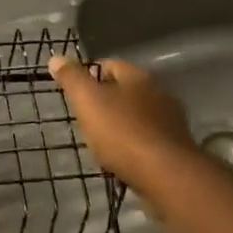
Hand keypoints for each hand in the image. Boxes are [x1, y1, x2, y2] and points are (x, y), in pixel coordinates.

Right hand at [47, 56, 197, 188]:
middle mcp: (159, 92)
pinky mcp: (176, 147)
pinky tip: (123, 157)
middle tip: (85, 117)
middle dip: (106, 101)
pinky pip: (148, 138)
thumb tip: (56, 58)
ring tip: (101, 140)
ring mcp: (171, 120)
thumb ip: (72, 79)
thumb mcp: (88, 101)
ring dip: (121, 123)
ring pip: (138, 115)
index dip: (89, 75)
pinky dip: (134, 143)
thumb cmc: (122, 132)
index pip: (110, 65)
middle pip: (126, 90)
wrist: (166, 174)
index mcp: (138, 76)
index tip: (74, 92)